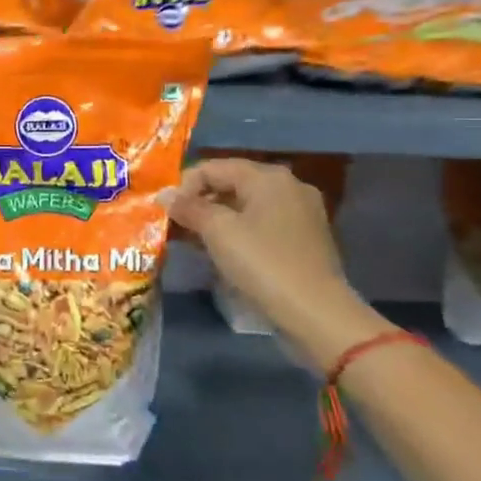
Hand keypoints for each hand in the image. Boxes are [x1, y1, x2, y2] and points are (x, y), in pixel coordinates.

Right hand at [170, 158, 380, 367]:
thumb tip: (165, 195)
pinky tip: (227, 253)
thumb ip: (189, 208)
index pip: (214, 167)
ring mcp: (302, 213)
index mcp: (269, 177)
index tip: (166, 213)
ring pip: (248, 206)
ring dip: (219, 219)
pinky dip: (241, 232)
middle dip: (202, 202)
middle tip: (178, 226)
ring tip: (197, 241)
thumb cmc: (263, 263)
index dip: (185, 186)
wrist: (315, 313)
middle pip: (233, 183)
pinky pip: (264, 225)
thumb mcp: (218, 232)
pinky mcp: (307, 239)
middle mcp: (290, 186)